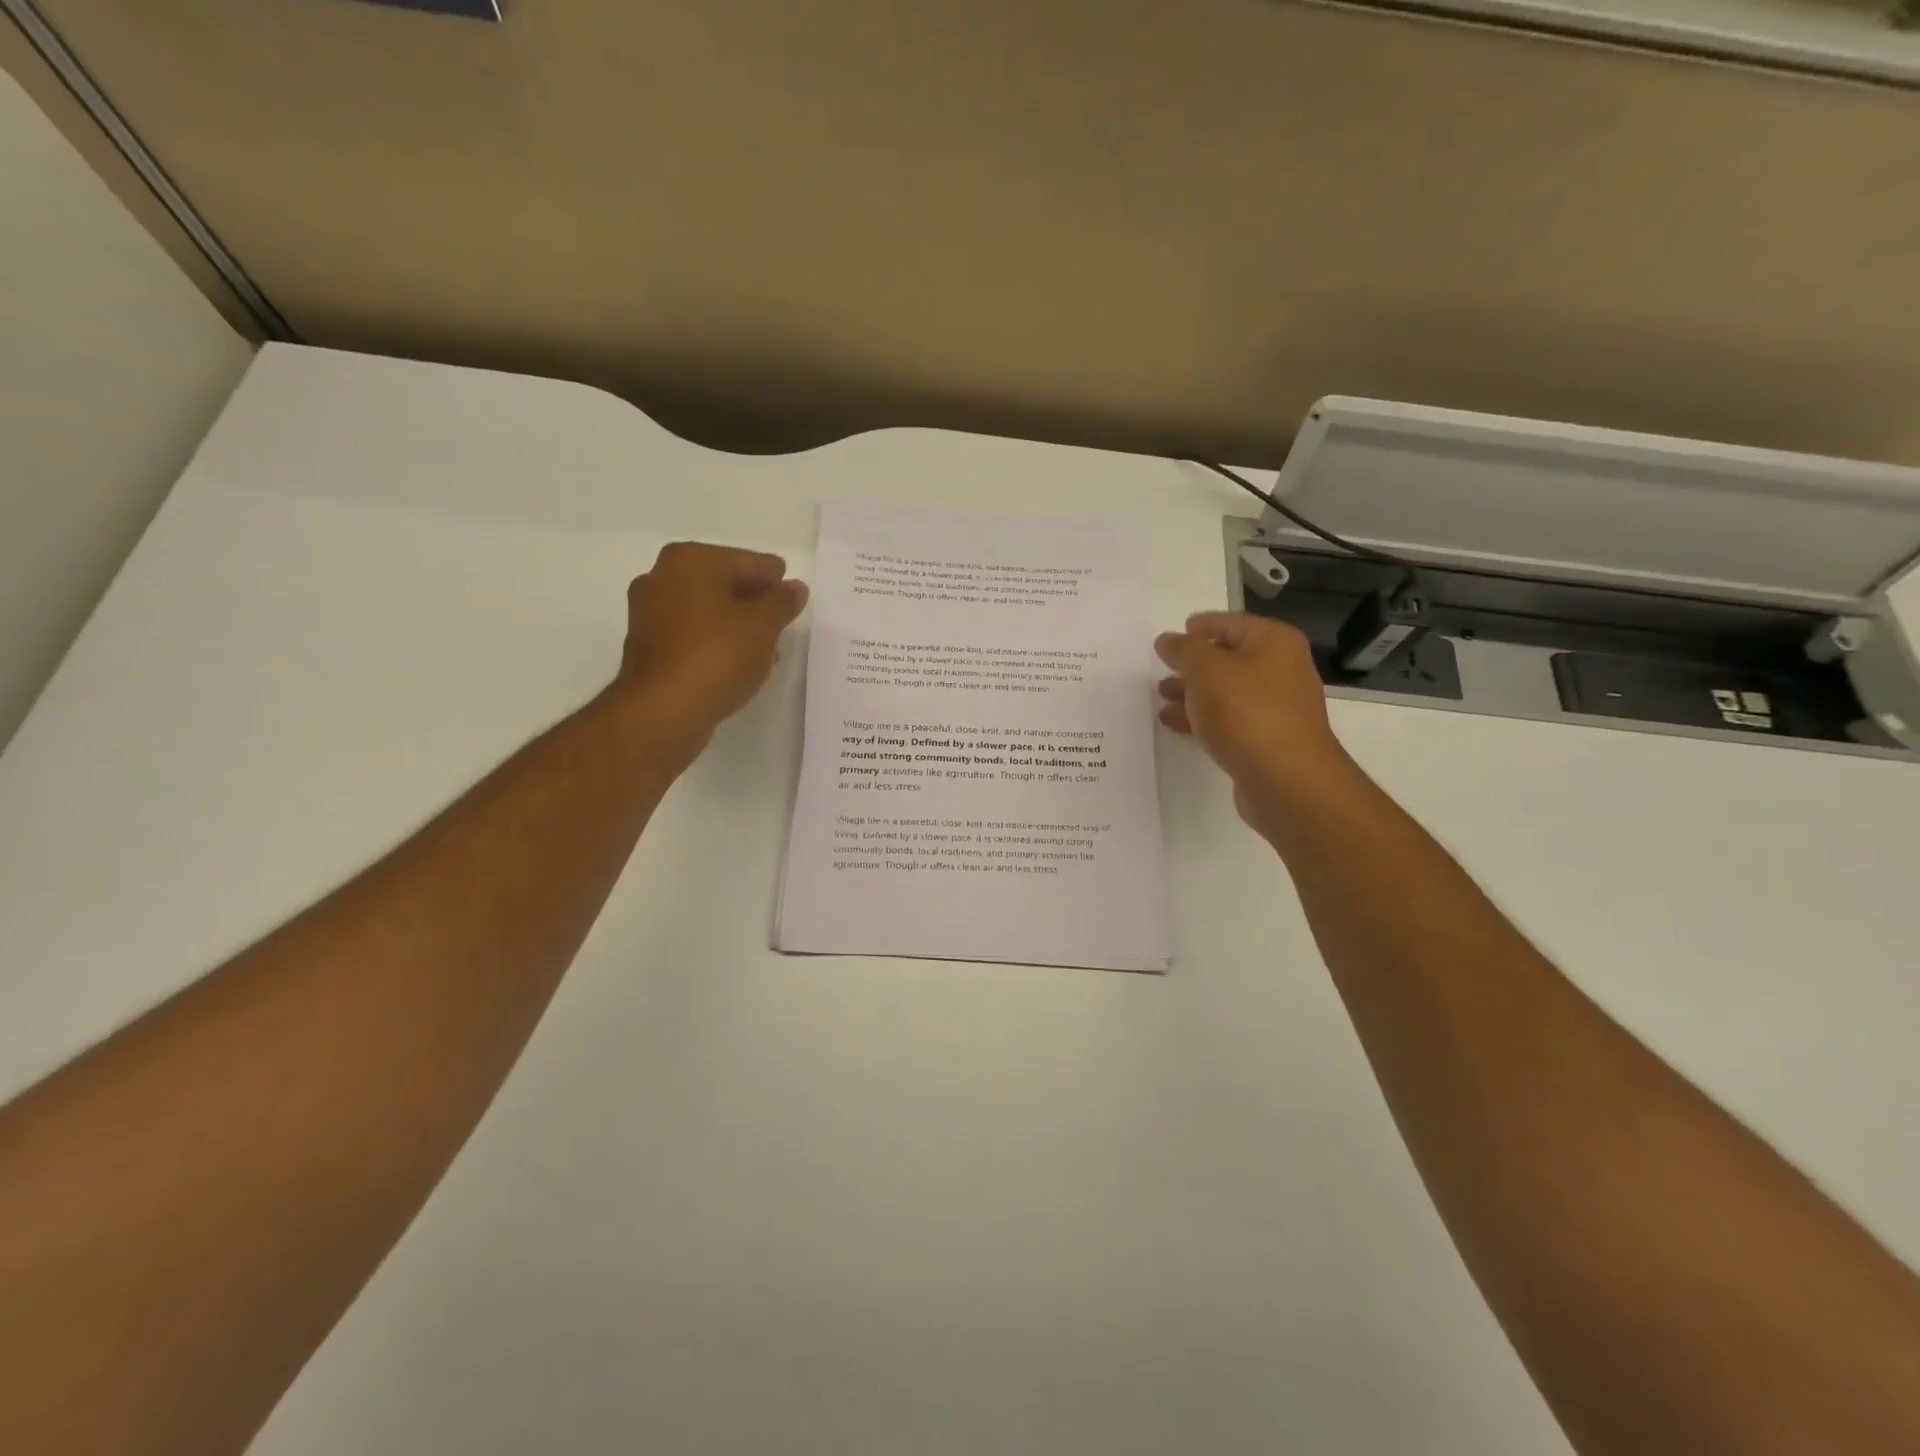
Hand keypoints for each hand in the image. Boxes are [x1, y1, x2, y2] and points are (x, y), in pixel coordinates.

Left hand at [611, 542, 808, 753]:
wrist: (664, 710)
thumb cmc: (717, 656)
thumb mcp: (763, 626)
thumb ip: (782, 602)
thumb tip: (795, 588)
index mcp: (690, 560)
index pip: (748, 561)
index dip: (775, 579)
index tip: (794, 597)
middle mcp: (662, 576)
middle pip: (723, 582)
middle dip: (754, 601)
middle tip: (783, 621)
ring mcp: (649, 612)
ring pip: (707, 609)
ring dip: (736, 623)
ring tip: (767, 646)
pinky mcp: (648, 646)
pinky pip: (693, 634)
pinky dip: (716, 641)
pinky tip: (738, 662)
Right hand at [1155, 612, 1357, 835]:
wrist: (1286, 780)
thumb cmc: (1246, 712)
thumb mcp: (1206, 669)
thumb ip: (1184, 650)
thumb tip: (1168, 639)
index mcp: (1274, 643)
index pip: (1231, 623)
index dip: (1202, 625)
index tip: (1172, 635)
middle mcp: (1281, 670)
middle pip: (1229, 658)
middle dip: (1193, 663)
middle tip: (1162, 668)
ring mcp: (1275, 707)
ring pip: (1225, 691)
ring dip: (1193, 692)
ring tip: (1161, 697)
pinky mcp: (1266, 739)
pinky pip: (1228, 720)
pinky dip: (1201, 718)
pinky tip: (1174, 723)